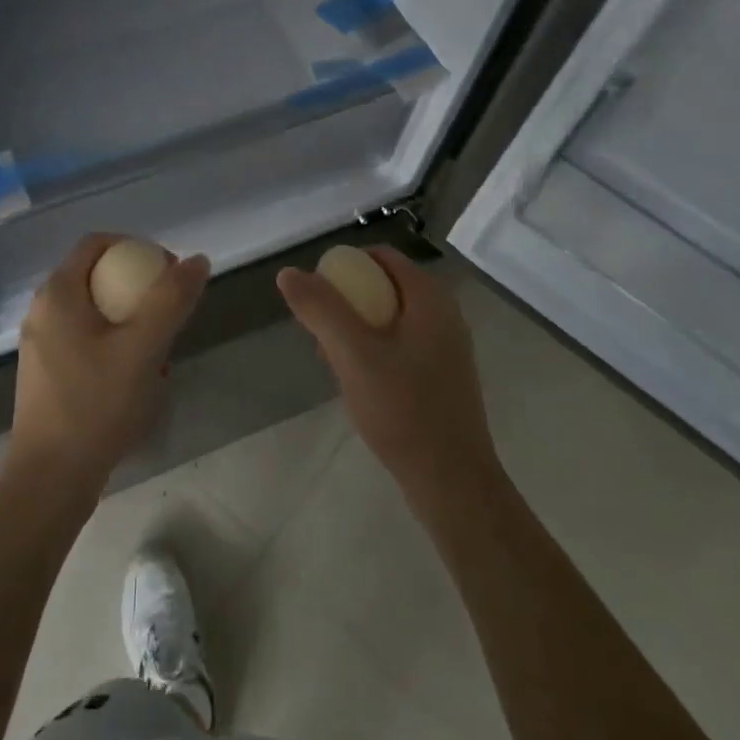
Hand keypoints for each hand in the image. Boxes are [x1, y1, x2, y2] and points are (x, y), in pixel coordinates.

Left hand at [5, 234, 209, 506]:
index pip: (97, 243)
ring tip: (161, 350)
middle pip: (97, 277)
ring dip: (131, 320)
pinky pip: (86, 340)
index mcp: (58, 293)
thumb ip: (171, 300)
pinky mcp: (47, 374)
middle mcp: (43, 311)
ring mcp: (42, 344)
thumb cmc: (95, 406)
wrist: (50, 481)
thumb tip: (197, 260)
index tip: (169, 272)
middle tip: (170, 313)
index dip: (137, 247)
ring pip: (94, 312)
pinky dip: (115, 344)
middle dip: (138, 288)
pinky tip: (139, 378)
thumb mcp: (142, 349)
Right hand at [277, 248, 501, 510]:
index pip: (381, 257)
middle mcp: (443, 313)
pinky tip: (358, 382)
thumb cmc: (403, 411)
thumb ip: (321, 309)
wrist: (452, 483)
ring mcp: (446, 346)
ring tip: (333, 360)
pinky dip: (375, 350)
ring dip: (357, 329)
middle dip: (347, 301)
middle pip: (384, 285)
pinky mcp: (442, 375)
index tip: (317, 295)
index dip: (344, 266)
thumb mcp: (353, 354)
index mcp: (429, 298)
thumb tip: (288, 273)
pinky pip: (401, 344)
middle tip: (320, 332)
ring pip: (390, 317)